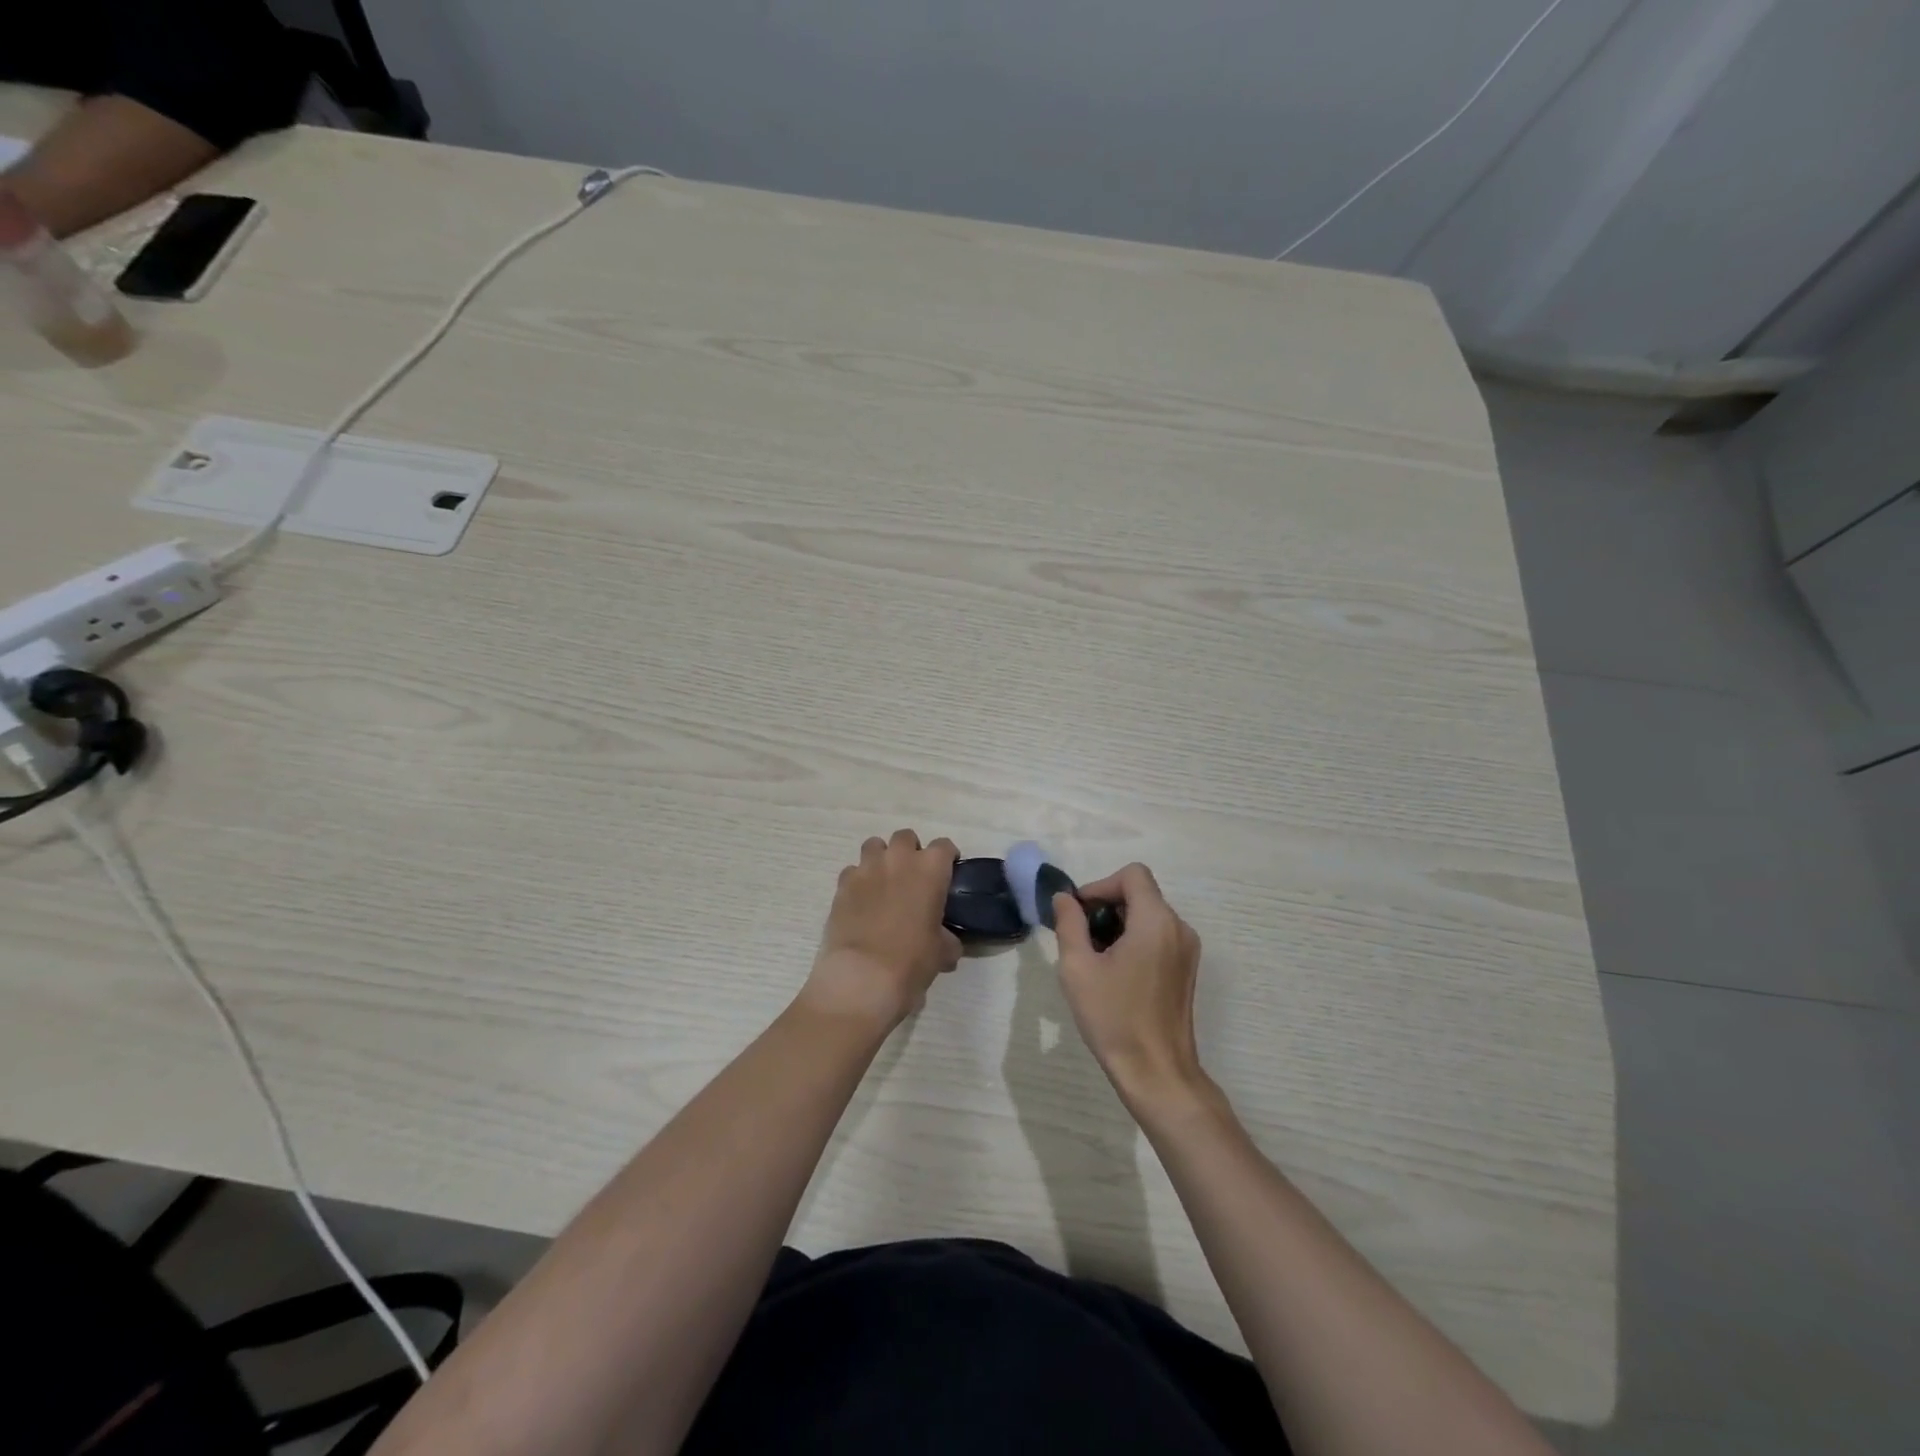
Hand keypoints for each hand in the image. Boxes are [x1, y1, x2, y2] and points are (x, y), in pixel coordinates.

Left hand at [801, 829, 961, 1030]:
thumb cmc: (911, 961)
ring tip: (884, 883)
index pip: (944, 846)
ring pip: (874, 846)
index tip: (947, 873)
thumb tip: (948, 944)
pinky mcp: (842, 885)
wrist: (862, 977)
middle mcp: (898, 859)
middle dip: (910, 852)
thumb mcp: (941, 953)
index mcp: (930, 869)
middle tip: (913, 878)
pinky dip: (858, 880)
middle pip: (906, 837)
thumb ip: (947, 940)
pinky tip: (861, 902)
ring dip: (882, 858)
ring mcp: (866, 869)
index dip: (946, 858)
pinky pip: (852, 871)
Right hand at [1053, 863, 1207, 1105]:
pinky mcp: (1186, 968)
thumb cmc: (1114, 1018)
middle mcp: (1179, 928)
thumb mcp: (1078, 967)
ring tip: (1095, 959)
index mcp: (1156, 921)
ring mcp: (1187, 949)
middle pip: (1140, 893)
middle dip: (1106, 906)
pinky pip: (1158, 935)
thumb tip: (1064, 898)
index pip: (1132, 874)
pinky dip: (1134, 940)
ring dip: (1118, 924)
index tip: (1079, 914)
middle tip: (1080, 938)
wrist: (1157, 1073)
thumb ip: (1069, 923)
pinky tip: (1116, 973)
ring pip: (1148, 915)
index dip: (1100, 885)